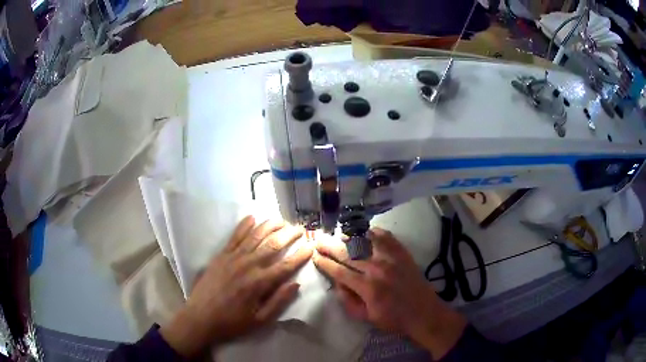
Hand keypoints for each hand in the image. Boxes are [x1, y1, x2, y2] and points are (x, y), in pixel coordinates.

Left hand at [161, 216, 312, 357]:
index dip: (300, 255)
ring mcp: (233, 257)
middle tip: (300, 229)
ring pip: (255, 236)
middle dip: (289, 235)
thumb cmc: (232, 322)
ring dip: (270, 225)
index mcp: (259, 283)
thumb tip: (296, 284)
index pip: (286, 265)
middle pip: (273, 244)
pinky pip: (235, 236)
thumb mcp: (259, 320)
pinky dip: (244, 225)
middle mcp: (248, 265)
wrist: (200, 317)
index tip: (311, 246)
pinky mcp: (221, 255)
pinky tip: (252, 217)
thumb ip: (278, 302)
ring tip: (282, 219)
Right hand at [313, 228, 465, 359]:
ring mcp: (391, 257)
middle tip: (318, 241)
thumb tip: (337, 282)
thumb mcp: (366, 317)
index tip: (314, 256)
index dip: (324, 263)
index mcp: (367, 287)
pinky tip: (363, 232)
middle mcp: (377, 268)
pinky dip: (371, 232)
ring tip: (337, 236)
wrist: (424, 312)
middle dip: (330, 246)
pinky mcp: (402, 252)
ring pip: (364, 241)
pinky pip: (384, 236)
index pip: (339, 271)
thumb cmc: (394, 319)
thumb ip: (348, 301)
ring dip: (347, 237)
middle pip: (347, 253)